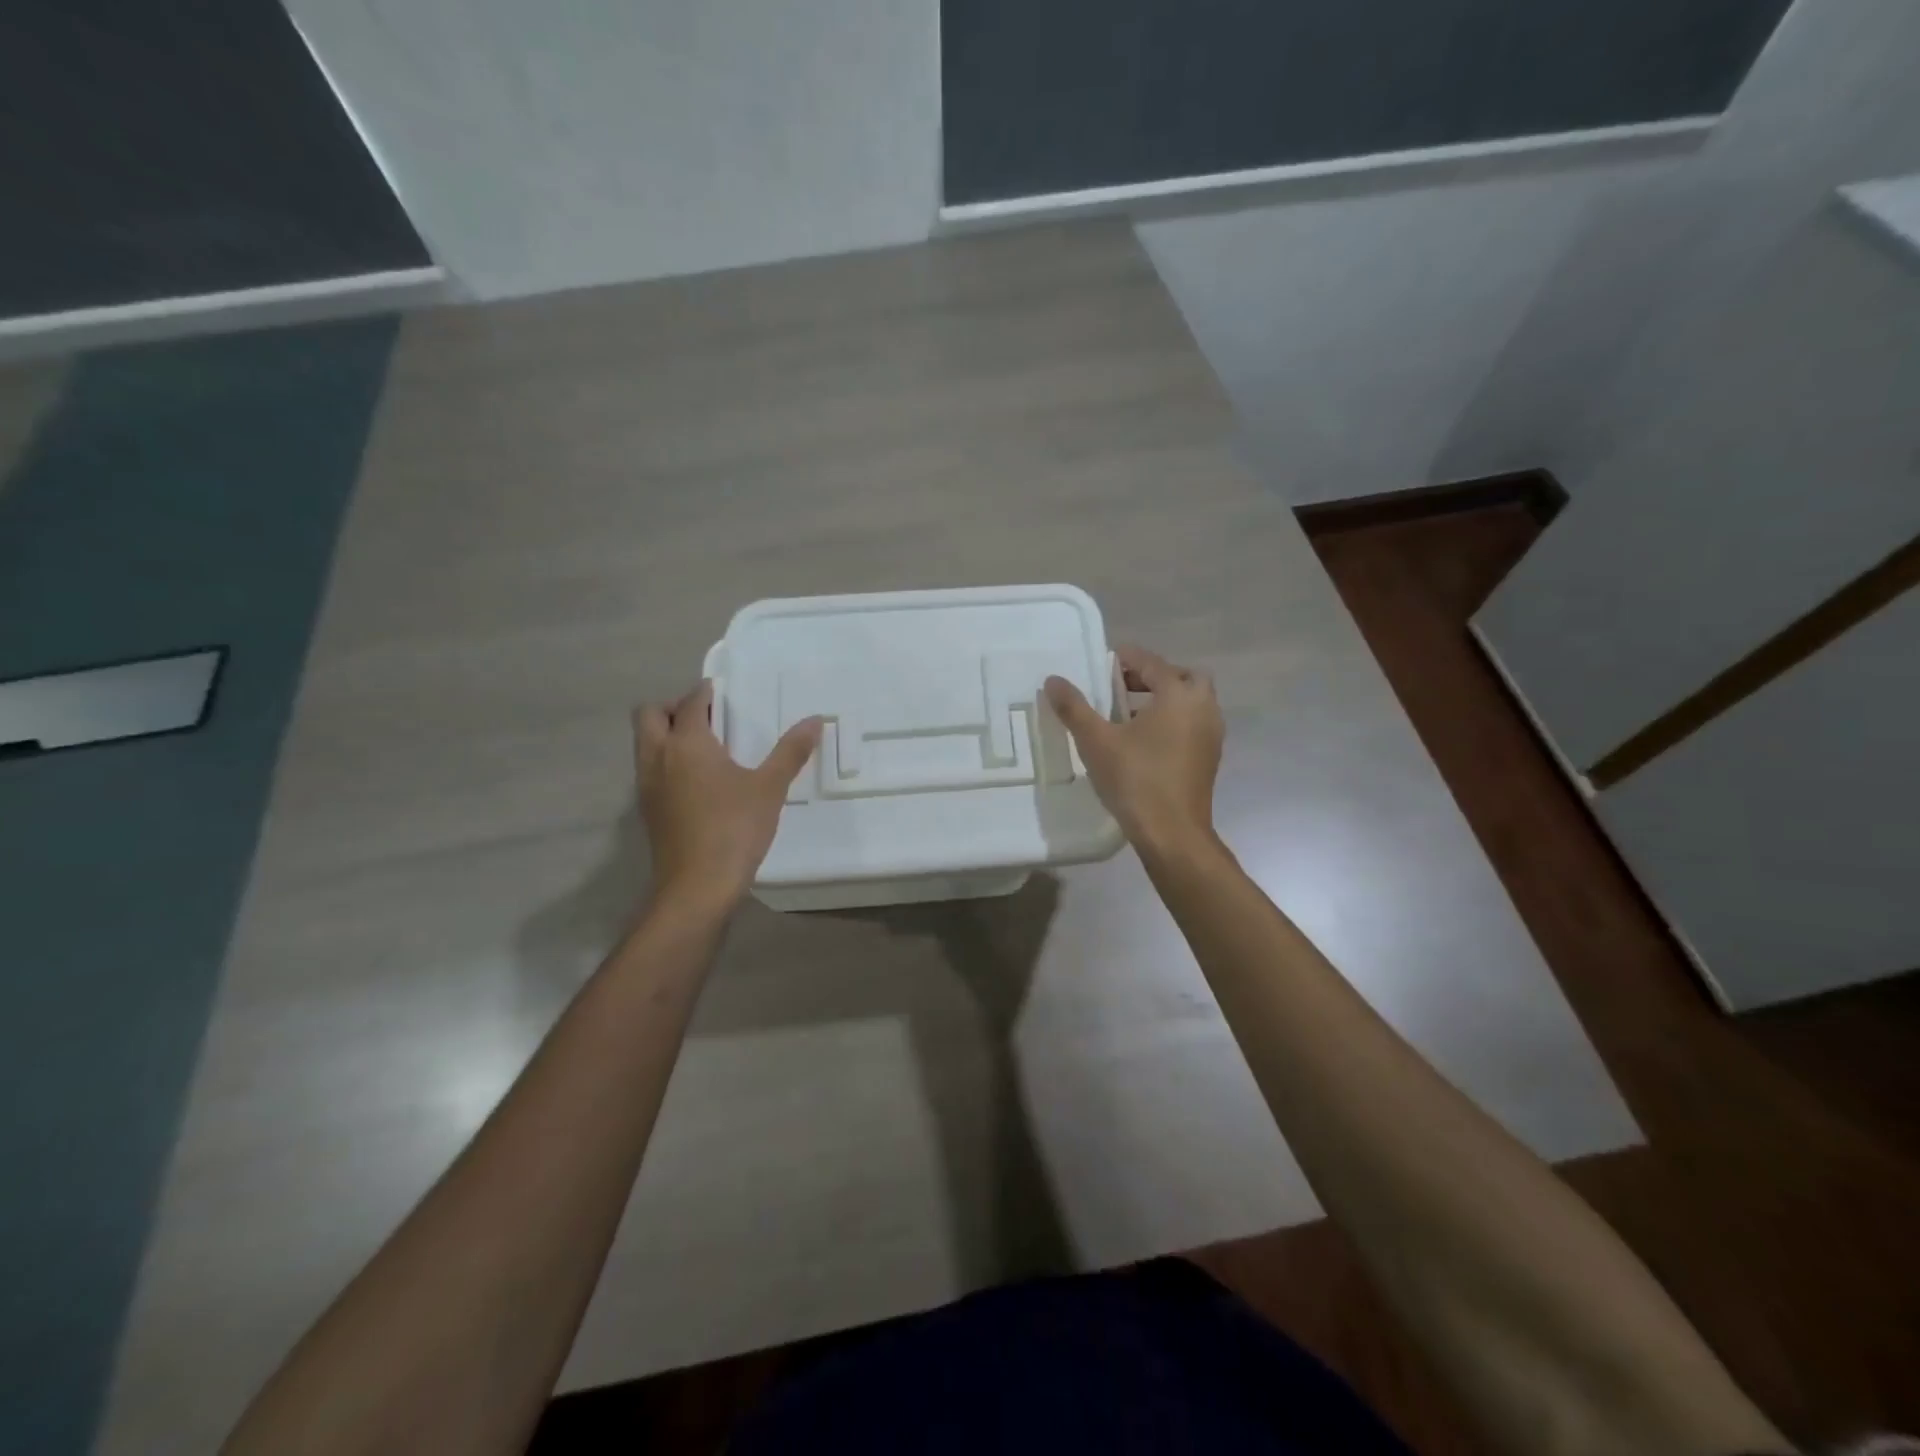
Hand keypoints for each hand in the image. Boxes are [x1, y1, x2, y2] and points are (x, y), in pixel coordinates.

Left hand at [633, 681, 821, 909]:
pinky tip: (696, 779)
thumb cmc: (734, 829)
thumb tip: (815, 720)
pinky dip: (665, 760)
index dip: (704, 692)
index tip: (721, 691)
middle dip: (672, 706)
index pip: (690, 703)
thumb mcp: (770, 788)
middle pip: (649, 715)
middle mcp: (658, 757)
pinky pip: (649, 768)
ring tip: (703, 745)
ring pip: (644, 743)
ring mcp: (647, 785)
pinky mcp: (647, 809)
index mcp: (686, 744)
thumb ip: (791, 751)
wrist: (697, 887)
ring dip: (665, 733)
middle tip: (705, 715)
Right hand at [1044, 644, 1223, 853]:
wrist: (1172, 834)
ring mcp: (1210, 735)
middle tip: (1122, 686)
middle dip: (1153, 676)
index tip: (1104, 661)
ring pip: (1191, 702)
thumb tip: (1053, 680)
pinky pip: (1192, 724)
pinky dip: (1172, 721)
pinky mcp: (1209, 758)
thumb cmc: (1136, 780)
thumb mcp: (1096, 741)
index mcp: (1178, 695)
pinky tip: (1144, 741)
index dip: (1126, 658)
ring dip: (1164, 699)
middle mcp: (1203, 708)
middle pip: (1182, 677)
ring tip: (1128, 714)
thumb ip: (1074, 707)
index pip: (1152, 663)